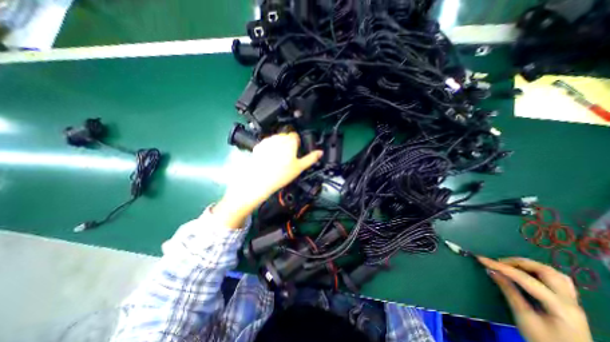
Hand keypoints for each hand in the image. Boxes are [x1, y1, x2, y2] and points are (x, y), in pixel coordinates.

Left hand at [212, 133, 320, 228]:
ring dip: (278, 145)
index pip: (296, 136)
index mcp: (290, 141)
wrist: (260, 180)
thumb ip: (311, 158)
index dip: (297, 143)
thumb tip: (320, 153)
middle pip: (286, 137)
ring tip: (278, 159)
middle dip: (288, 144)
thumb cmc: (280, 175)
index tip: (296, 151)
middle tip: (287, 157)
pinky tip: (270, 159)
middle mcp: (278, 138)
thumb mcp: (299, 167)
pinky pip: (267, 144)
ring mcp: (267, 141)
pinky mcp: (259, 146)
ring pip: (276, 139)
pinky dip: (269, 148)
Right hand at [482, 256, 590, 340]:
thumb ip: (509, 292)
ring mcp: (572, 301)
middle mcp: (569, 300)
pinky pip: (556, 278)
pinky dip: (537, 270)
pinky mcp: (569, 301)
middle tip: (497, 262)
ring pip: (552, 272)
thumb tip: (491, 271)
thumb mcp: (524, 317)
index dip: (500, 266)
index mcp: (559, 306)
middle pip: (544, 271)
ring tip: (510, 266)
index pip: (524, 278)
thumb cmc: (543, 340)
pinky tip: (526, 273)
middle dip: (517, 262)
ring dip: (528, 265)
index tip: (480, 258)